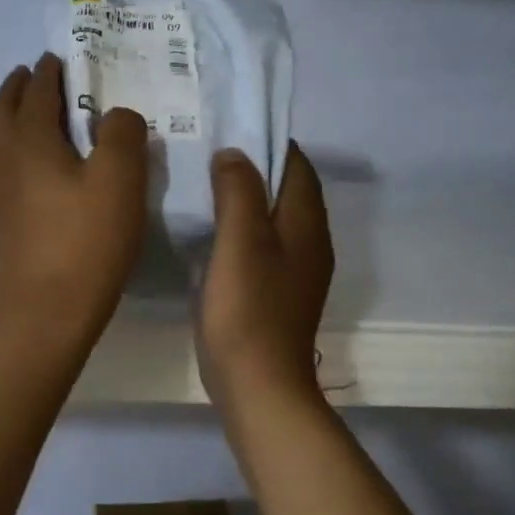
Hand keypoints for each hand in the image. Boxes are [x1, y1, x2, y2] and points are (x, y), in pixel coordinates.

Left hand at [0, 54, 147, 346]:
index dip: (50, 70)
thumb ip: (123, 133)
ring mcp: (0, 194)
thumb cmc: (86, 241)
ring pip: (2, 140)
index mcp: (30, 140)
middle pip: (4, 110)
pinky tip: (43, 167)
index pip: (37, 90)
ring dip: (15, 118)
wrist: (46, 313)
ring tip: (39, 114)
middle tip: (36, 74)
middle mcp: (6, 160)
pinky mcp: (6, 222)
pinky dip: (20, 149)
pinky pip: (9, 168)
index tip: (60, 56)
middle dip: (19, 87)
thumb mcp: (120, 179)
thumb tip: (116, 116)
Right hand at [199, 144, 333, 412]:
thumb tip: (235, 154)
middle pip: (287, 192)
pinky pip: (262, 248)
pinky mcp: (276, 296)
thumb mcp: (241, 242)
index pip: (296, 166)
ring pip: (274, 221)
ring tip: (205, 189)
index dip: (268, 143)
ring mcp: (295, 274)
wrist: (259, 385)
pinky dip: (241, 232)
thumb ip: (239, 191)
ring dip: (247, 201)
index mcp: (306, 225)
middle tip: (209, 156)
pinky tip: (211, 237)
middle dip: (255, 169)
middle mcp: (309, 244)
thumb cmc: (248, 310)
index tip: (229, 129)